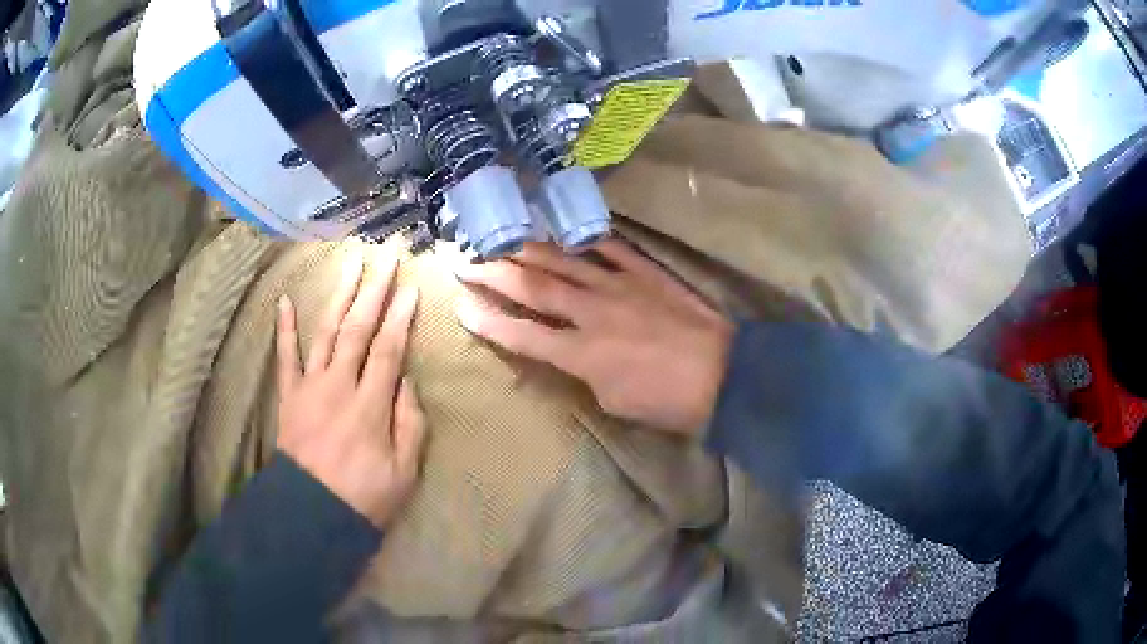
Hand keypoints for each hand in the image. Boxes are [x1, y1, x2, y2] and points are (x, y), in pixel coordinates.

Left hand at [276, 252, 425, 528]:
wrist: (310, 514)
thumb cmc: (363, 497)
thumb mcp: (404, 472)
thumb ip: (410, 423)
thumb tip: (406, 382)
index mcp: (370, 405)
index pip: (388, 349)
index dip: (400, 317)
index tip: (411, 287)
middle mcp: (339, 386)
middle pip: (358, 329)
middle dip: (374, 291)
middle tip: (385, 259)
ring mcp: (310, 387)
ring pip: (326, 332)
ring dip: (339, 296)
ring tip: (349, 265)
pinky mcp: (289, 396)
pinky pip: (285, 357)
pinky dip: (285, 328)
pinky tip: (285, 300)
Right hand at [455, 240, 733, 436]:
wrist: (724, 377)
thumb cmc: (668, 402)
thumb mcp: (613, 402)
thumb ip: (582, 370)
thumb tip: (568, 349)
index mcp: (582, 354)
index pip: (521, 334)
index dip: (487, 321)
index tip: (459, 305)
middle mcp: (592, 312)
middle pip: (533, 287)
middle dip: (493, 273)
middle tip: (465, 261)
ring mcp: (620, 286)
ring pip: (564, 261)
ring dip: (528, 248)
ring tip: (501, 237)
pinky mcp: (646, 272)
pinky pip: (611, 247)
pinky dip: (586, 236)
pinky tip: (566, 228)